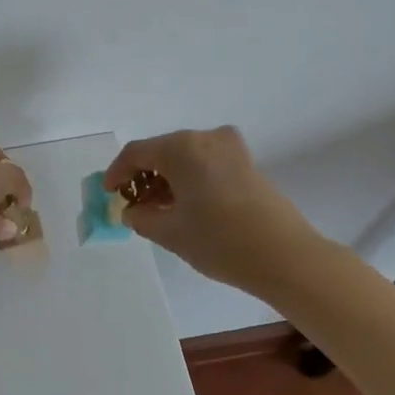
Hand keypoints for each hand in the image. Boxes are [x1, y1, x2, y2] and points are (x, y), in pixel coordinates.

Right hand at [104, 127, 317, 297]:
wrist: (285, 256)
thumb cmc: (219, 241)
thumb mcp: (170, 233)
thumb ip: (141, 218)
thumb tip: (133, 211)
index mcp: (181, 148)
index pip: (137, 153)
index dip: (117, 172)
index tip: (109, 193)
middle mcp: (205, 138)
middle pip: (162, 151)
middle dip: (143, 175)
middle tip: (133, 203)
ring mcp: (230, 149)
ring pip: (186, 157)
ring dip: (167, 178)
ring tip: (158, 209)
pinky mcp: (247, 164)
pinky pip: (206, 163)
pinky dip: (189, 178)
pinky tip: (186, 205)